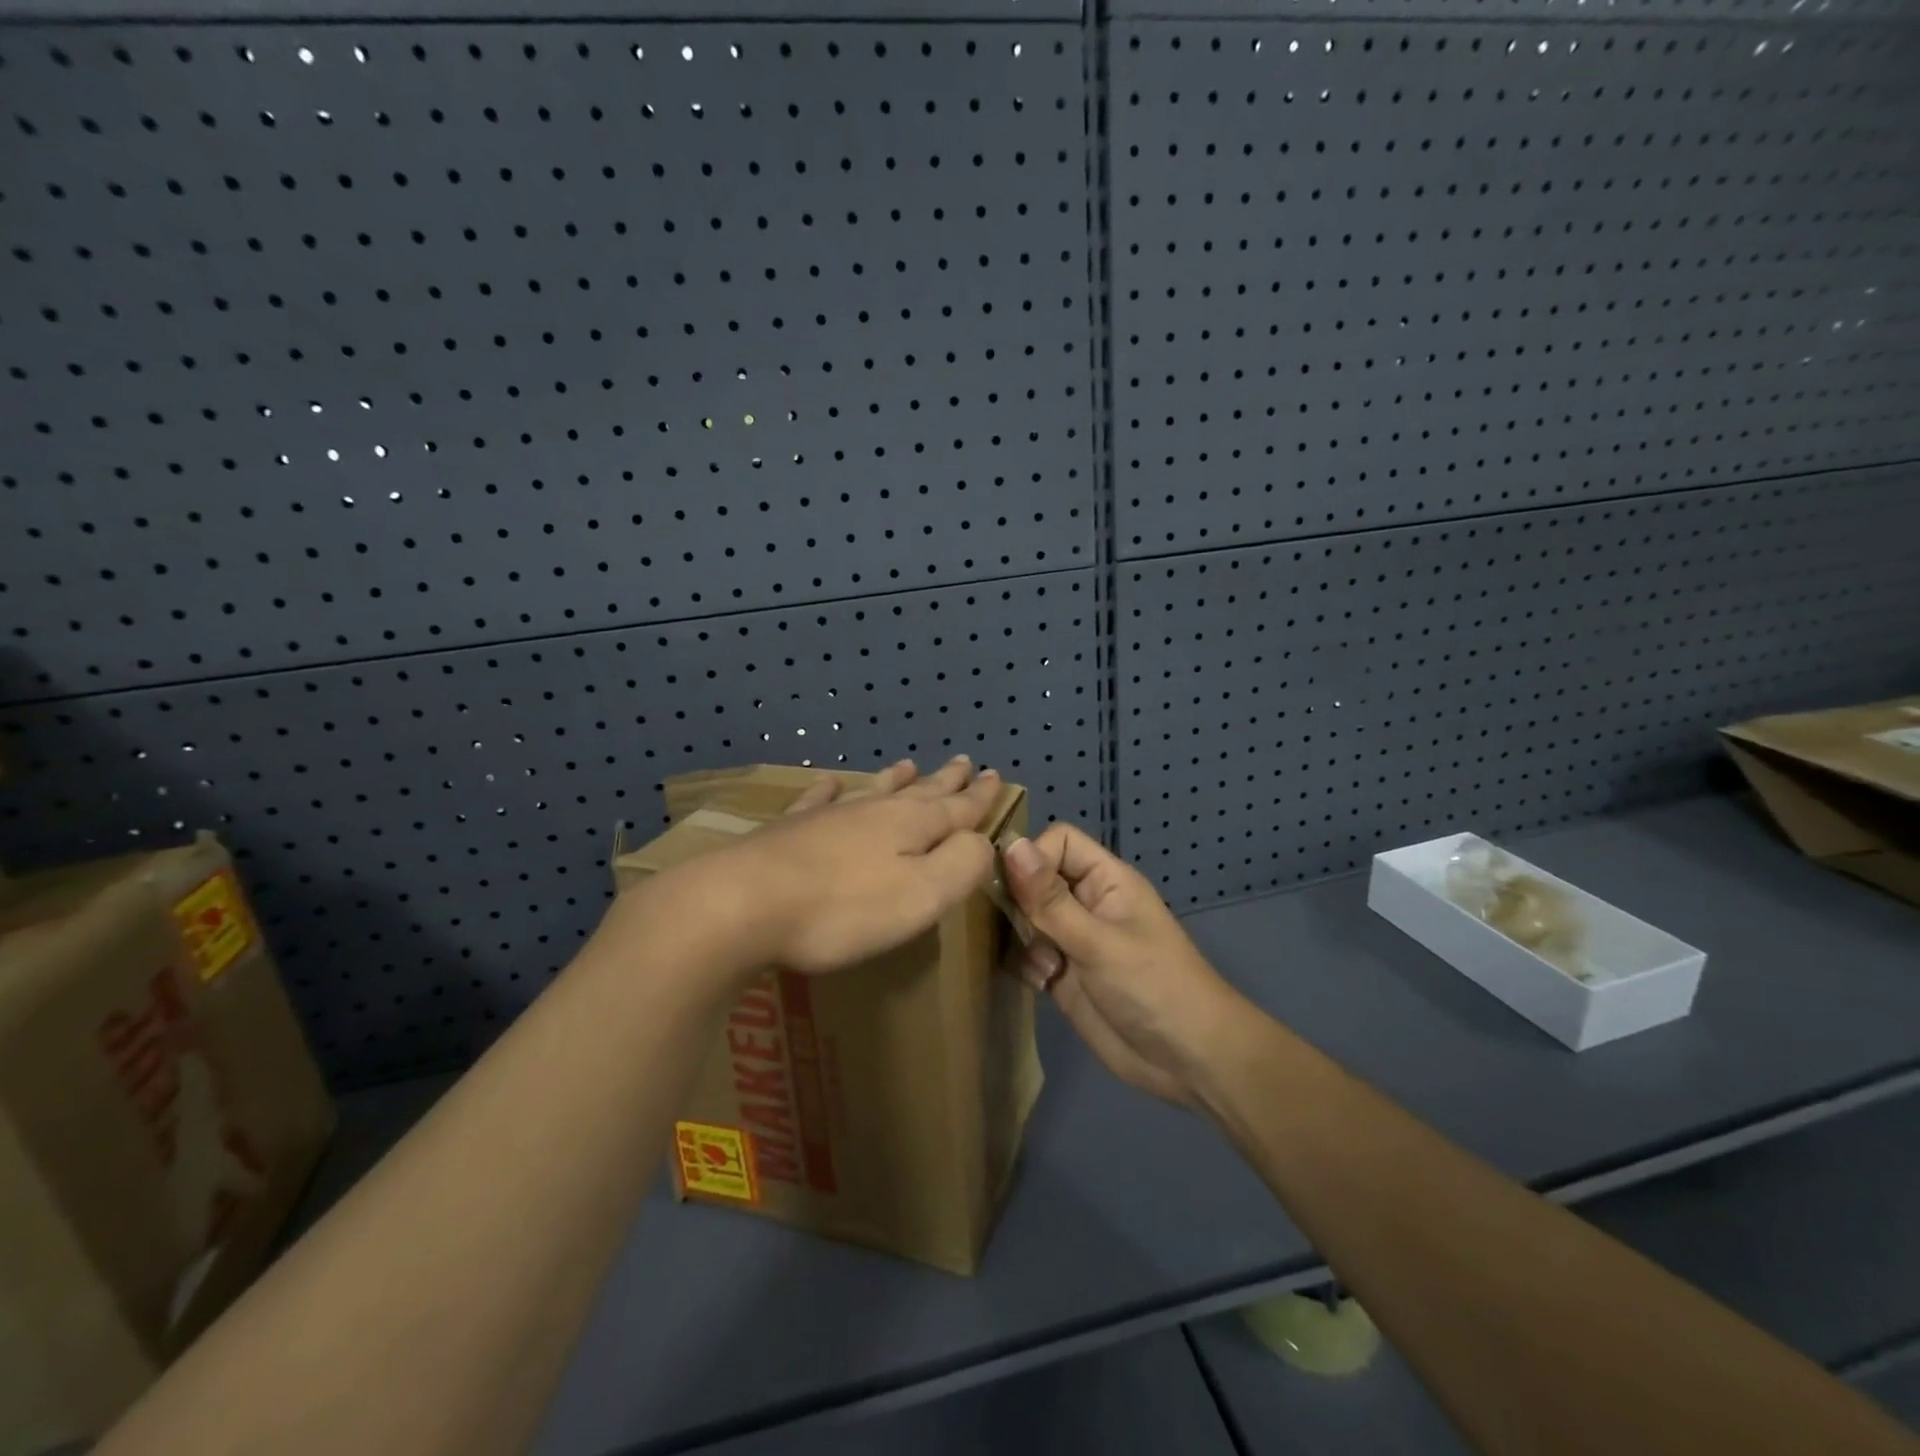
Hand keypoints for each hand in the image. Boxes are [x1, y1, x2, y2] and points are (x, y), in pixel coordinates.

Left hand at [672, 755, 1003, 976]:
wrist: (741, 904)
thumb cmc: (842, 909)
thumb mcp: (922, 895)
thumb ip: (962, 865)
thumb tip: (983, 842)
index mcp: (911, 827)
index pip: (958, 808)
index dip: (980, 796)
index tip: (996, 776)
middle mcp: (873, 812)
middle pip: (919, 792)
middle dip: (946, 780)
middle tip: (964, 761)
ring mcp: (827, 817)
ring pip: (872, 790)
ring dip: (895, 779)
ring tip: (908, 764)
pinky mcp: (788, 830)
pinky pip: (816, 801)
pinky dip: (828, 791)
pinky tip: (829, 783)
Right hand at [1002, 824, 1241, 1109]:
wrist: (1189, 1062)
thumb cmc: (1154, 987)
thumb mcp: (1099, 941)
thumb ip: (1050, 899)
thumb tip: (1009, 845)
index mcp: (1105, 880)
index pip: (1058, 842)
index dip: (1033, 856)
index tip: (1013, 887)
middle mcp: (1086, 903)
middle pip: (1035, 879)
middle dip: (1019, 900)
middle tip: (1020, 929)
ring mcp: (1073, 940)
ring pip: (1026, 918)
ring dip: (1022, 937)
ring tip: (1043, 963)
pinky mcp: (1063, 976)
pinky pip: (1028, 956)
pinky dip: (1026, 966)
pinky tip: (1043, 985)